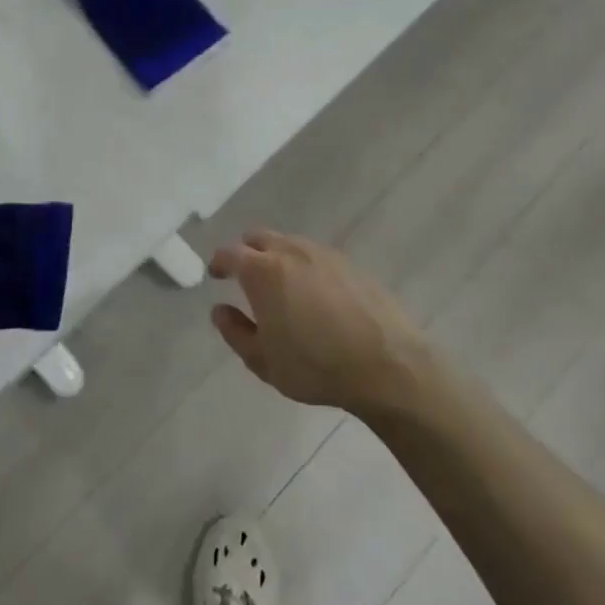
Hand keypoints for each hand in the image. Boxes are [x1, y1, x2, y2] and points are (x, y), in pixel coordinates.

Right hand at [208, 230, 427, 419]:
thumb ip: (235, 332)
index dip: (219, 262)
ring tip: (281, 285)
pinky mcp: (351, 264)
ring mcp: (324, 254)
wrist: (388, 366)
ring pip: (289, 243)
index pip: (230, 253)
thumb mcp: (263, 360)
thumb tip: (219, 310)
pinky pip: (317, 256)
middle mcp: (290, 251)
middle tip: (245, 275)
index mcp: (262, 271)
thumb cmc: (316, 366)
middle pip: (259, 238)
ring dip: (277, 256)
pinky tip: (315, 293)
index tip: (216, 274)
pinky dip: (305, 266)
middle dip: (246, 252)